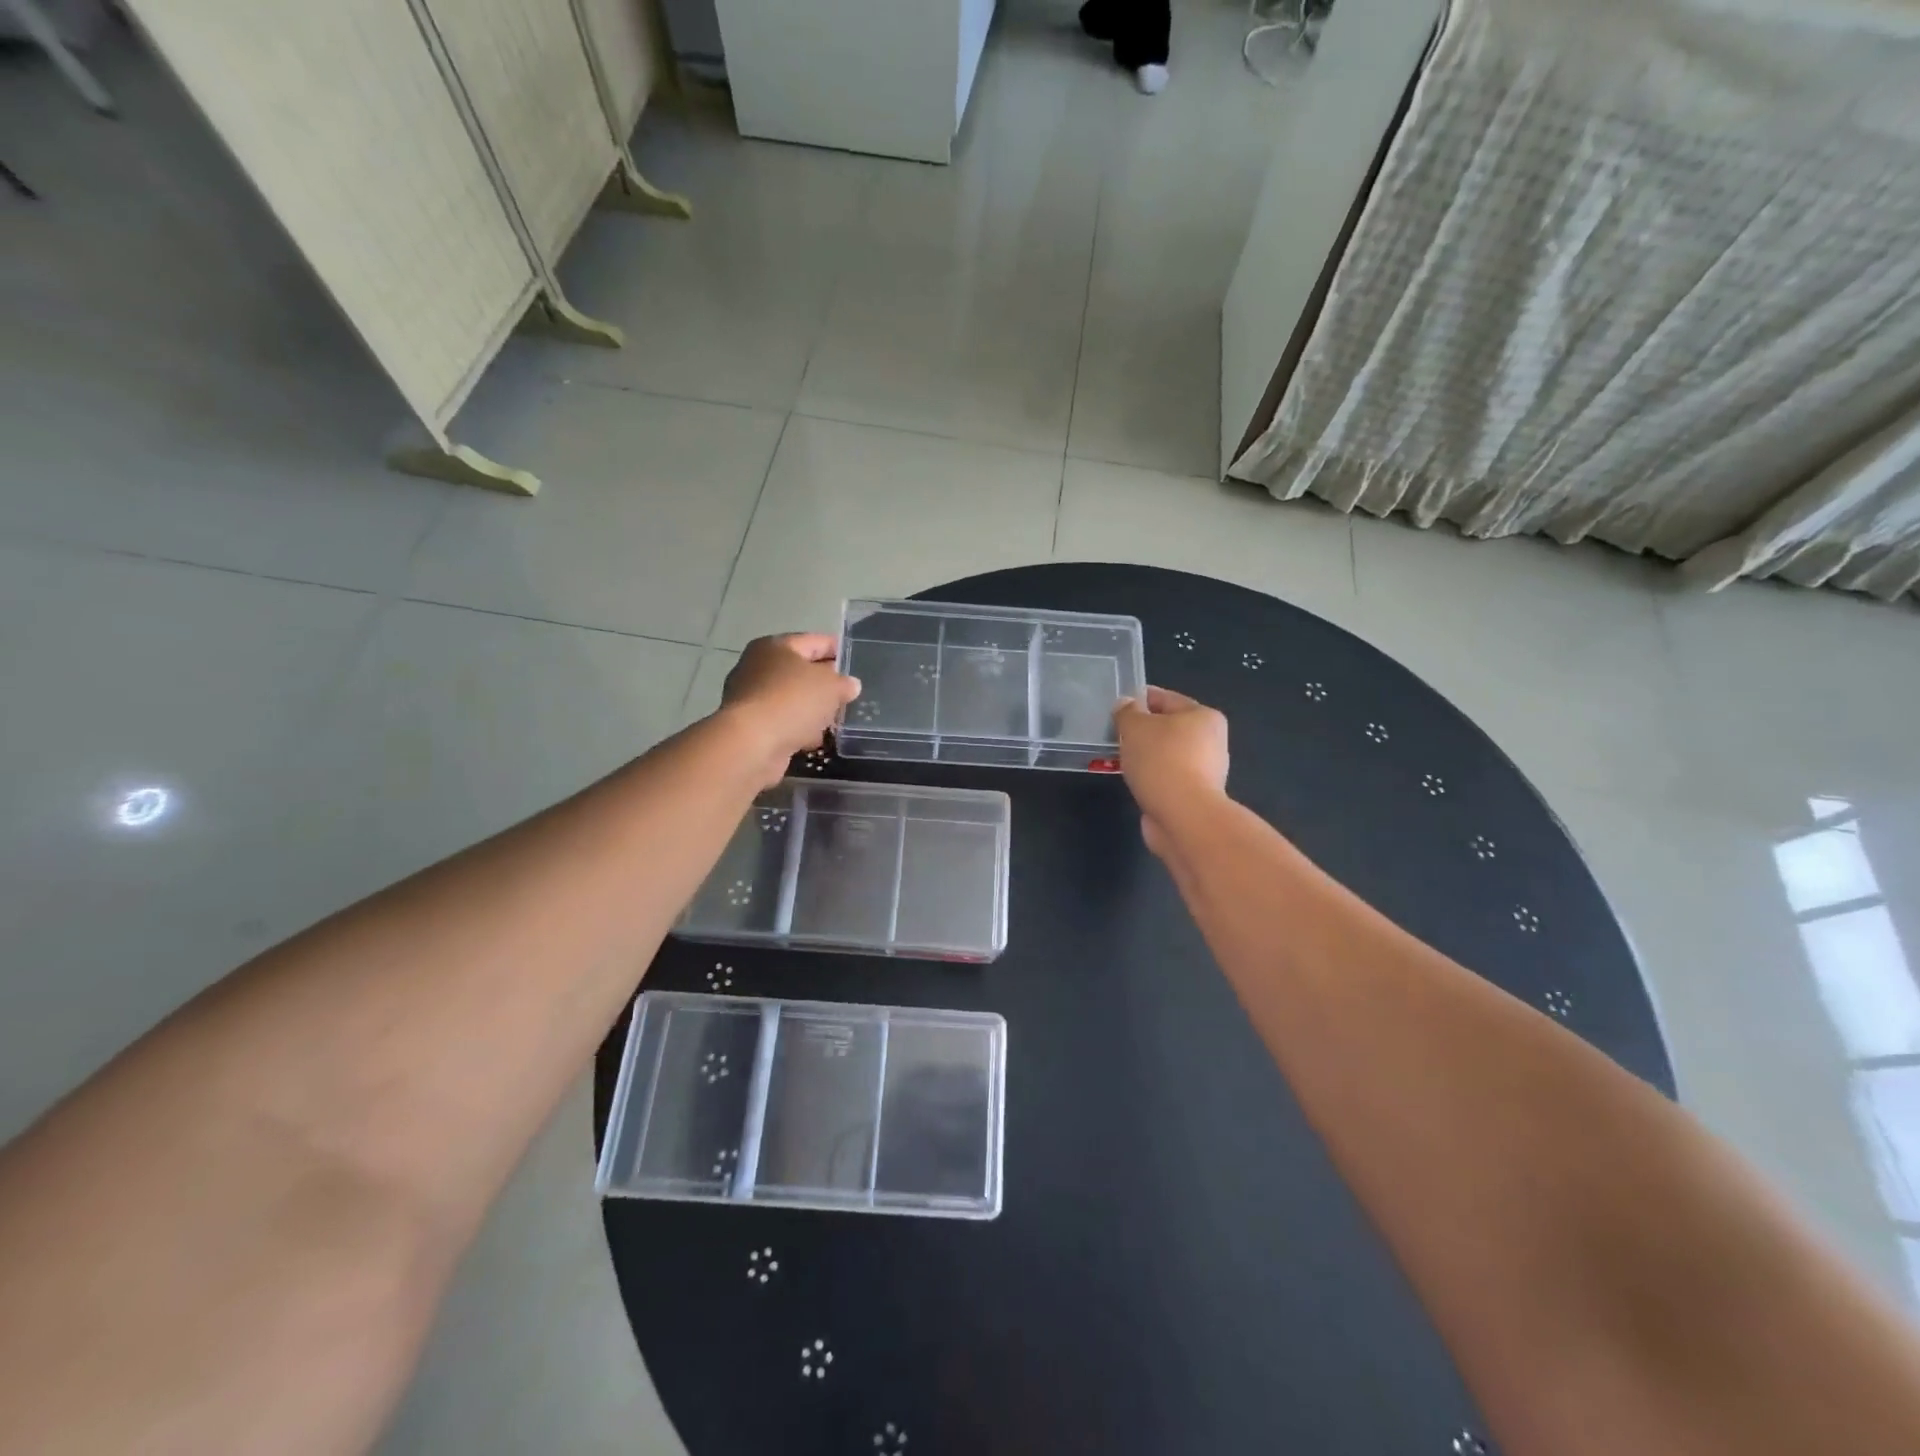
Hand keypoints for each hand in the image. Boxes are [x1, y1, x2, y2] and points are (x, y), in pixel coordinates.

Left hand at [718, 633, 860, 784]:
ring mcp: (751, 697)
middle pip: (800, 670)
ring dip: (812, 709)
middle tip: (849, 693)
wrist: (752, 743)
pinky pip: (782, 721)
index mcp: (775, 646)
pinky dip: (798, 728)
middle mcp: (758, 666)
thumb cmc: (792, 701)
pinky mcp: (750, 725)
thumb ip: (844, 683)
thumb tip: (850, 685)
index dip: (837, 648)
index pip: (814, 641)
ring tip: (836, 720)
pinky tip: (814, 739)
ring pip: (792, 698)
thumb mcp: (831, 687)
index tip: (856, 659)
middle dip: (825, 682)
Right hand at [1113, 687, 1228, 856]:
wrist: (1183, 817)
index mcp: (1204, 716)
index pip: (1165, 698)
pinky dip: (1149, 776)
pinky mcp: (1193, 795)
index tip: (1114, 706)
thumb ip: (1127, 712)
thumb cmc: (1162, 762)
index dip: (1138, 699)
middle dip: (1141, 730)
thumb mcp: (1135, 727)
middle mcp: (1210, 741)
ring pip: (1165, 753)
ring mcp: (1204, 770)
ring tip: (1118, 757)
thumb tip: (1126, 705)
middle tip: (1114, 733)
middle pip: (1167, 727)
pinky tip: (1132, 779)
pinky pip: (1165, 776)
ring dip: (1144, 755)